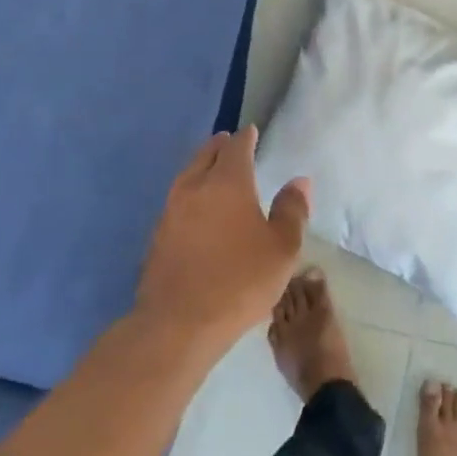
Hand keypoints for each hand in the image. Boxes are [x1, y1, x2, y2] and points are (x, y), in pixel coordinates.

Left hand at [134, 127, 309, 359]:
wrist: (178, 324)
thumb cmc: (239, 281)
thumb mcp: (282, 248)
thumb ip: (292, 210)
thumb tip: (299, 180)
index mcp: (227, 182)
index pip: (236, 147)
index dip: (245, 138)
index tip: (250, 132)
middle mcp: (195, 187)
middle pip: (206, 155)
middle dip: (219, 146)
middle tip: (228, 142)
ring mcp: (170, 211)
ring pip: (187, 176)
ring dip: (200, 167)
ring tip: (211, 170)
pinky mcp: (157, 236)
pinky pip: (176, 201)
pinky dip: (189, 194)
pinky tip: (195, 208)